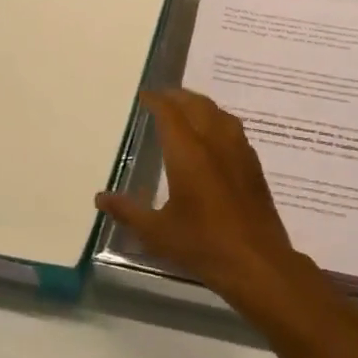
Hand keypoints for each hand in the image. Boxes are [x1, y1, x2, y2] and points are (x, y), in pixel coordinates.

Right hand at [95, 89, 314, 315]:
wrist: (256, 262)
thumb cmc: (202, 244)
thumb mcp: (156, 232)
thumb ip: (128, 211)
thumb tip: (100, 197)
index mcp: (188, 152)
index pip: (169, 112)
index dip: (155, 100)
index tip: (143, 96)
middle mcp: (214, 142)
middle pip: (196, 105)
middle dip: (178, 97)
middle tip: (162, 98)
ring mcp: (238, 152)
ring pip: (218, 113)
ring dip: (200, 105)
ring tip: (187, 110)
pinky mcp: (253, 165)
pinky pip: (234, 129)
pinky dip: (218, 120)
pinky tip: (214, 137)